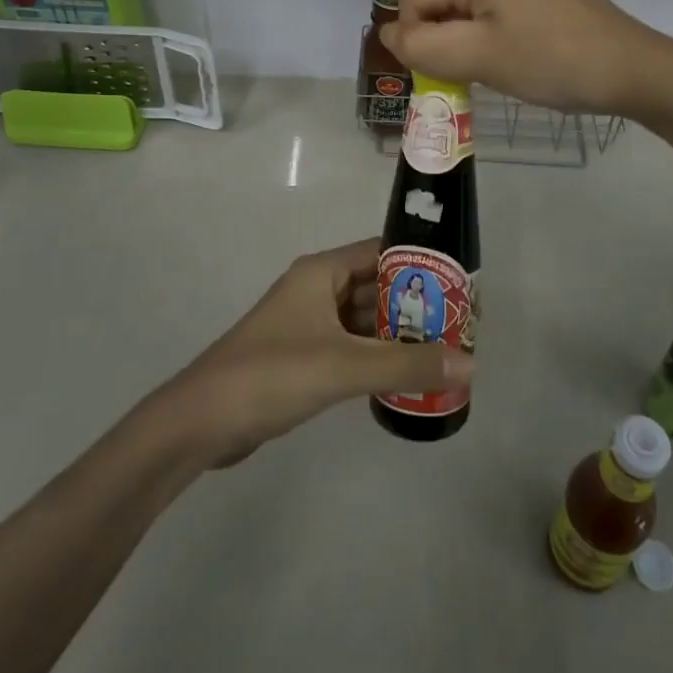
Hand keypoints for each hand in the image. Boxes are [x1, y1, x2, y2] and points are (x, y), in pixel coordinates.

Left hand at [156, 240, 473, 465]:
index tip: (458, 283)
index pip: (381, 252)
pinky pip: (351, 346)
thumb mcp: (344, 366)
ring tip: (444, 351)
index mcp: (322, 272)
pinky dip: (376, 356)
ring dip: (398, 334)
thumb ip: (406, 365)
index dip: (420, 263)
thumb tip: (469, 362)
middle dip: (415, 304)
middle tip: (460, 324)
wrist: (202, 421)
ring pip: (364, 319)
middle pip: (376, 286)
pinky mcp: (302, 356)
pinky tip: (405, 376)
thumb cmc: (273, 374)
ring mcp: (308, 324)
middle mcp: (316, 289)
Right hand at [381, 0, 672, 117]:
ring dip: (471, 40)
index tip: (440, 75)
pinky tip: (520, 57)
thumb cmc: (552, 63)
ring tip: (498, 69)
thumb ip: (423, 47)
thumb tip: (387, 33)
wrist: (635, 69)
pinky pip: (503, 8)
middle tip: (471, 76)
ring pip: (474, 6)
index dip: (416, 40)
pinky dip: (497, 34)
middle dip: (445, 39)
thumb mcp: (478, 58)